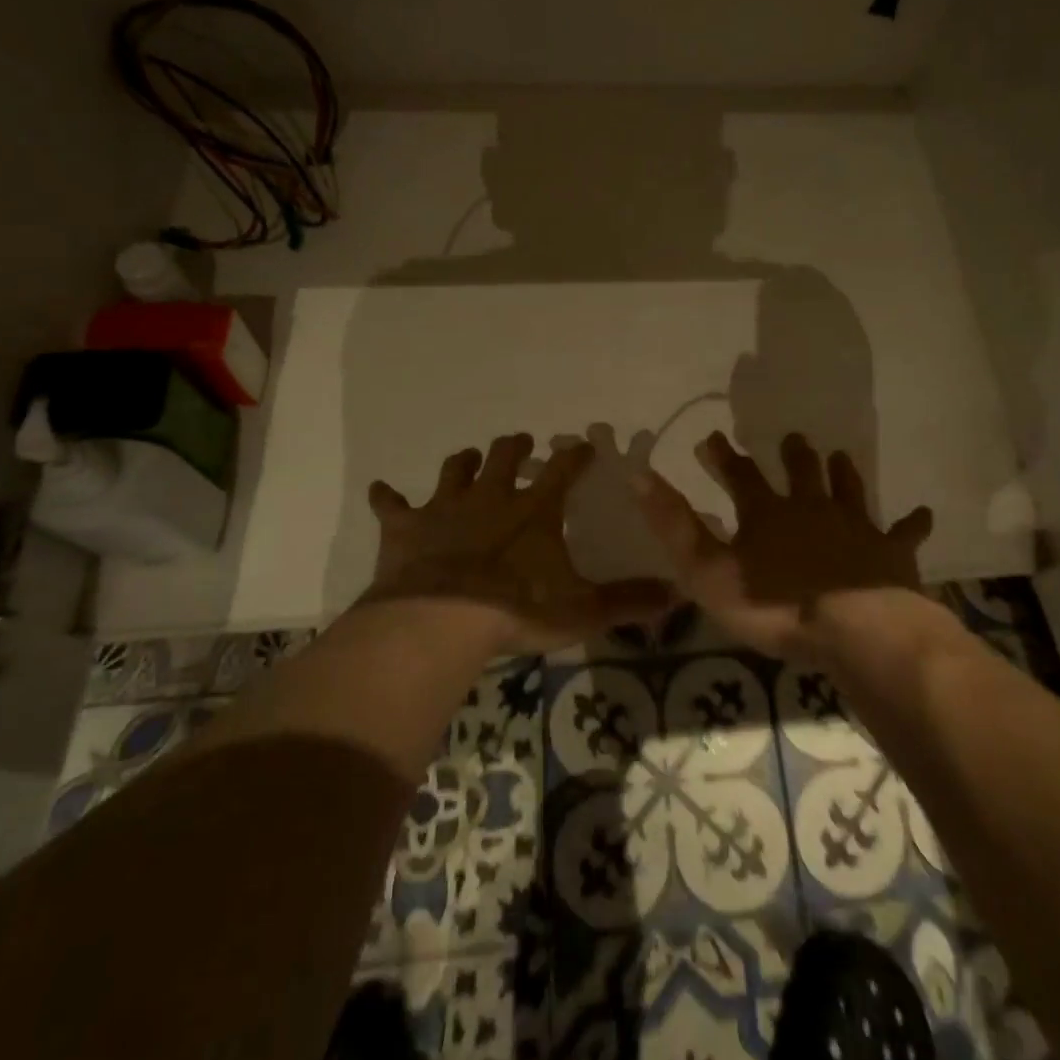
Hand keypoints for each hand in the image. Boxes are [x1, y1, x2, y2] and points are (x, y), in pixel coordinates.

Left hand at [361, 433, 669, 653]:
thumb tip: (677, 595)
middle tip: (522, 440)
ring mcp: (445, 508)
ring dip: (463, 463)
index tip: (585, 443)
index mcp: (534, 510)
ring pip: (455, 470)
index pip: (563, 470)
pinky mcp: (406, 527)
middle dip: (515, 446)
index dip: (576, 454)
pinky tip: (382, 491)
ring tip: (469, 459)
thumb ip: (628, 601)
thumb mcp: (582, 610)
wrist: (440, 619)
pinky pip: (391, 505)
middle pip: (504, 456)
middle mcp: (491, 497)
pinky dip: (387, 498)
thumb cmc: (516, 610)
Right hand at [633, 430, 934, 659]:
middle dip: (793, 455)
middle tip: (793, 438)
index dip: (723, 457)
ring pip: (848, 490)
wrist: (855, 629)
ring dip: (842, 473)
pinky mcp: (891, 552)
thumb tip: (637, 474)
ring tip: (839, 456)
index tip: (712, 438)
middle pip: (801, 472)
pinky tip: (922, 513)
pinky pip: (904, 532)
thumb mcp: (708, 569)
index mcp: (767, 513)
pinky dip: (912, 523)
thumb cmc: (774, 604)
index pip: (739, 475)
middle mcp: (812, 508)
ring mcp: (855, 527)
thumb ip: (674, 525)